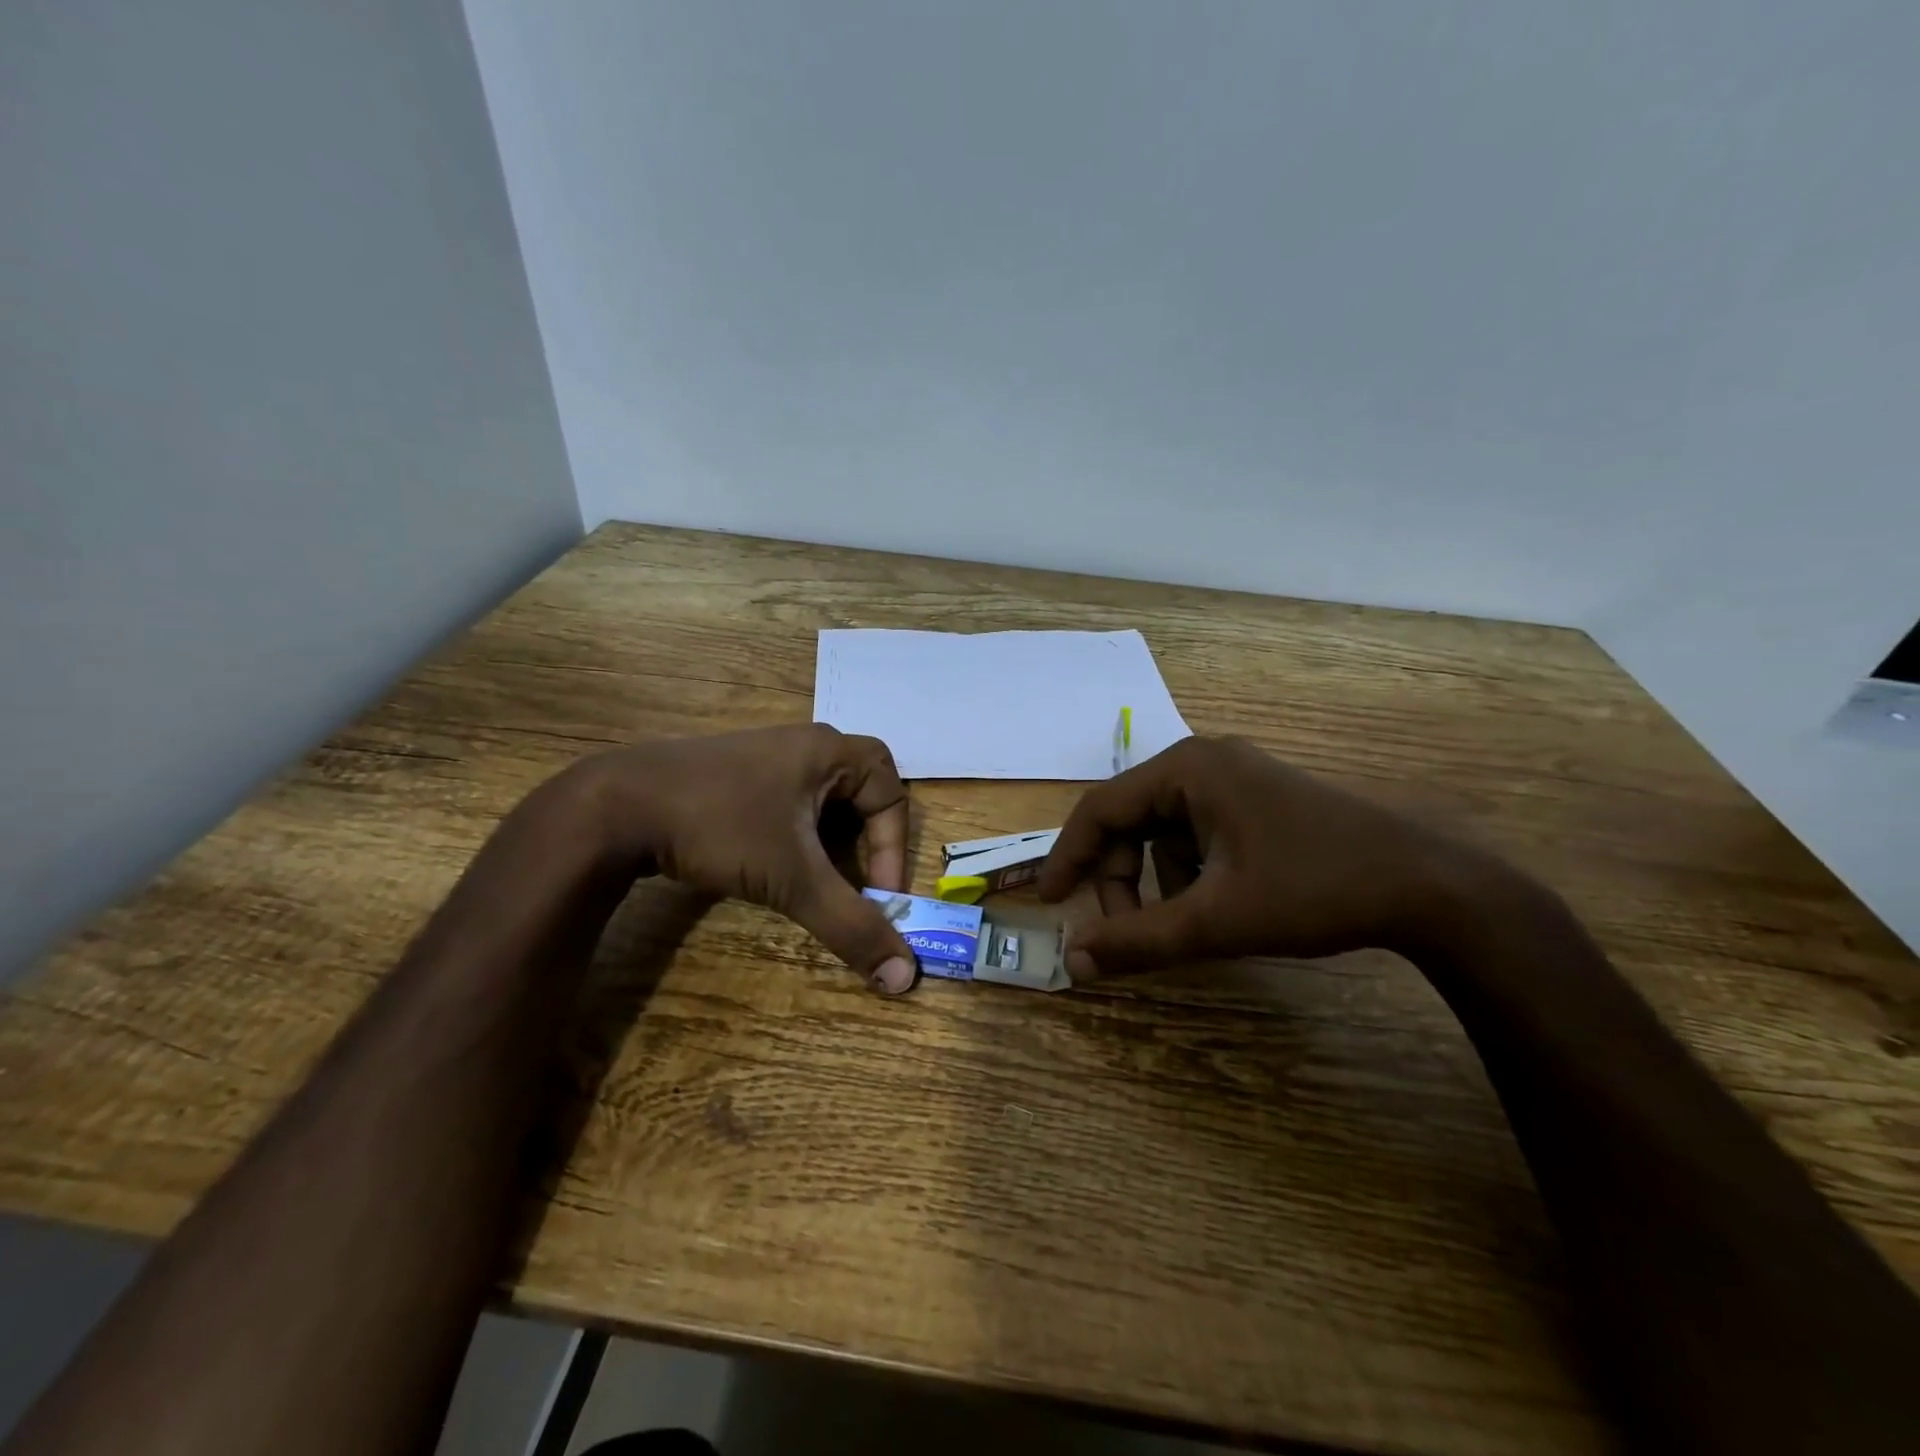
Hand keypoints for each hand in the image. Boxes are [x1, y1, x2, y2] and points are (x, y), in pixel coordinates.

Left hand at [574, 725, 917, 993]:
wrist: (615, 806)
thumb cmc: (719, 826)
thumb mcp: (792, 879)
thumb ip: (851, 925)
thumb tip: (904, 977)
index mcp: (829, 750)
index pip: (891, 794)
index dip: (894, 848)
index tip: (878, 895)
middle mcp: (803, 744)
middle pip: (861, 791)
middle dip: (866, 842)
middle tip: (856, 884)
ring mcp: (765, 756)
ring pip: (823, 799)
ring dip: (831, 841)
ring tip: (818, 880)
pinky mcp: (734, 775)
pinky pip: (789, 801)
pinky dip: (797, 835)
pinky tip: (775, 862)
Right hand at [1037, 736, 1515, 979]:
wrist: (1427, 886)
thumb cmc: (1313, 890)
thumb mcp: (1216, 921)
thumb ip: (1139, 941)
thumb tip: (1074, 963)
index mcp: (1186, 769)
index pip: (1100, 808)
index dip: (1068, 857)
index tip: (1049, 903)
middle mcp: (1204, 760)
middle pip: (1131, 819)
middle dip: (1119, 877)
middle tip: (1121, 931)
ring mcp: (1236, 777)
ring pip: (1163, 829)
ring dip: (1156, 879)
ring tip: (1181, 922)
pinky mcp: (1258, 799)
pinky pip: (1197, 831)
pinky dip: (1189, 871)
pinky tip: (1217, 903)